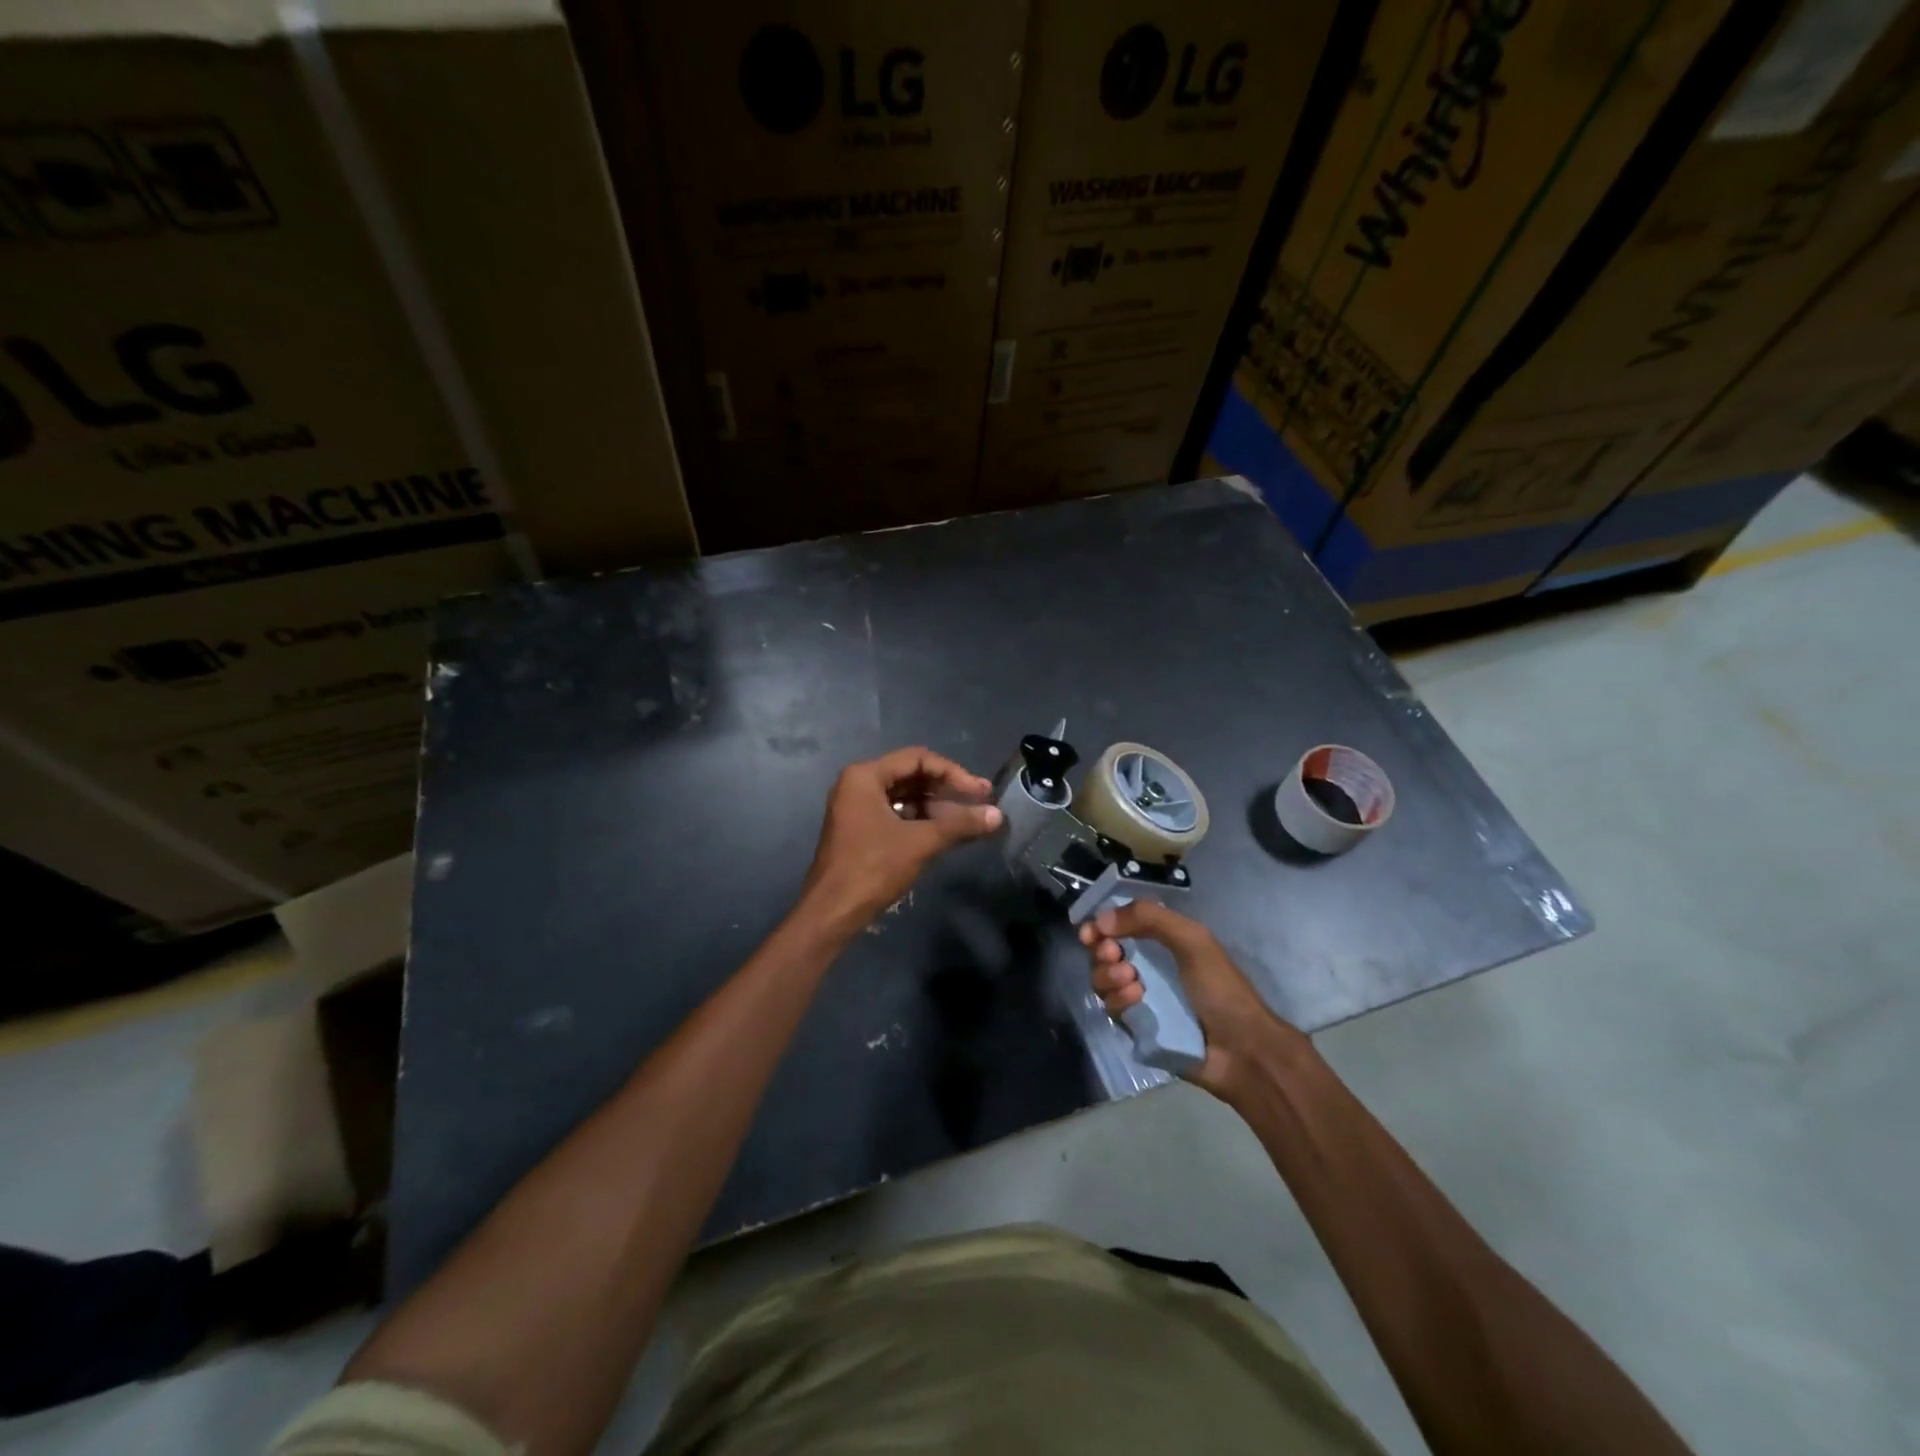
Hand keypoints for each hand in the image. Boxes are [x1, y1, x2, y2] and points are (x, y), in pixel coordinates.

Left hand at [803, 747, 1003, 926]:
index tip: (981, 792)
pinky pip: (896, 813)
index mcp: (865, 776)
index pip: (918, 759)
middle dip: (946, 789)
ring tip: (968, 820)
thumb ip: (960, 824)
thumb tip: (998, 815)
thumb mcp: (920, 843)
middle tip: (980, 803)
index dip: (954, 773)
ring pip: (904, 796)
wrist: (832, 912)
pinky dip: (920, 820)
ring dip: (936, 806)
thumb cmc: (873, 869)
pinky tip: (945, 833)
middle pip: (911, 775)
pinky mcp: (860, 829)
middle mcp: (857, 784)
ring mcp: (856, 807)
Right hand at [1079, 901, 1308, 1104]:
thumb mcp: (1192, 940)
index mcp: (1162, 941)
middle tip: (1113, 954)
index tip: (1090, 931)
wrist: (1241, 1050)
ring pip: (1103, 979)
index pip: (1120, 925)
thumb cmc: (1220, 988)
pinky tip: (1137, 1000)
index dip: (1100, 926)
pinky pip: (1112, 1008)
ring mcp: (1141, 997)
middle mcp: (1148, 966)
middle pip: (1104, 951)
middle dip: (1102, 950)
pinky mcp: (1137, 1026)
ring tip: (1131, 980)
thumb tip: (1101, 919)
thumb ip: (1150, 918)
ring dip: (1108, 975)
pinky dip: (1119, 1000)